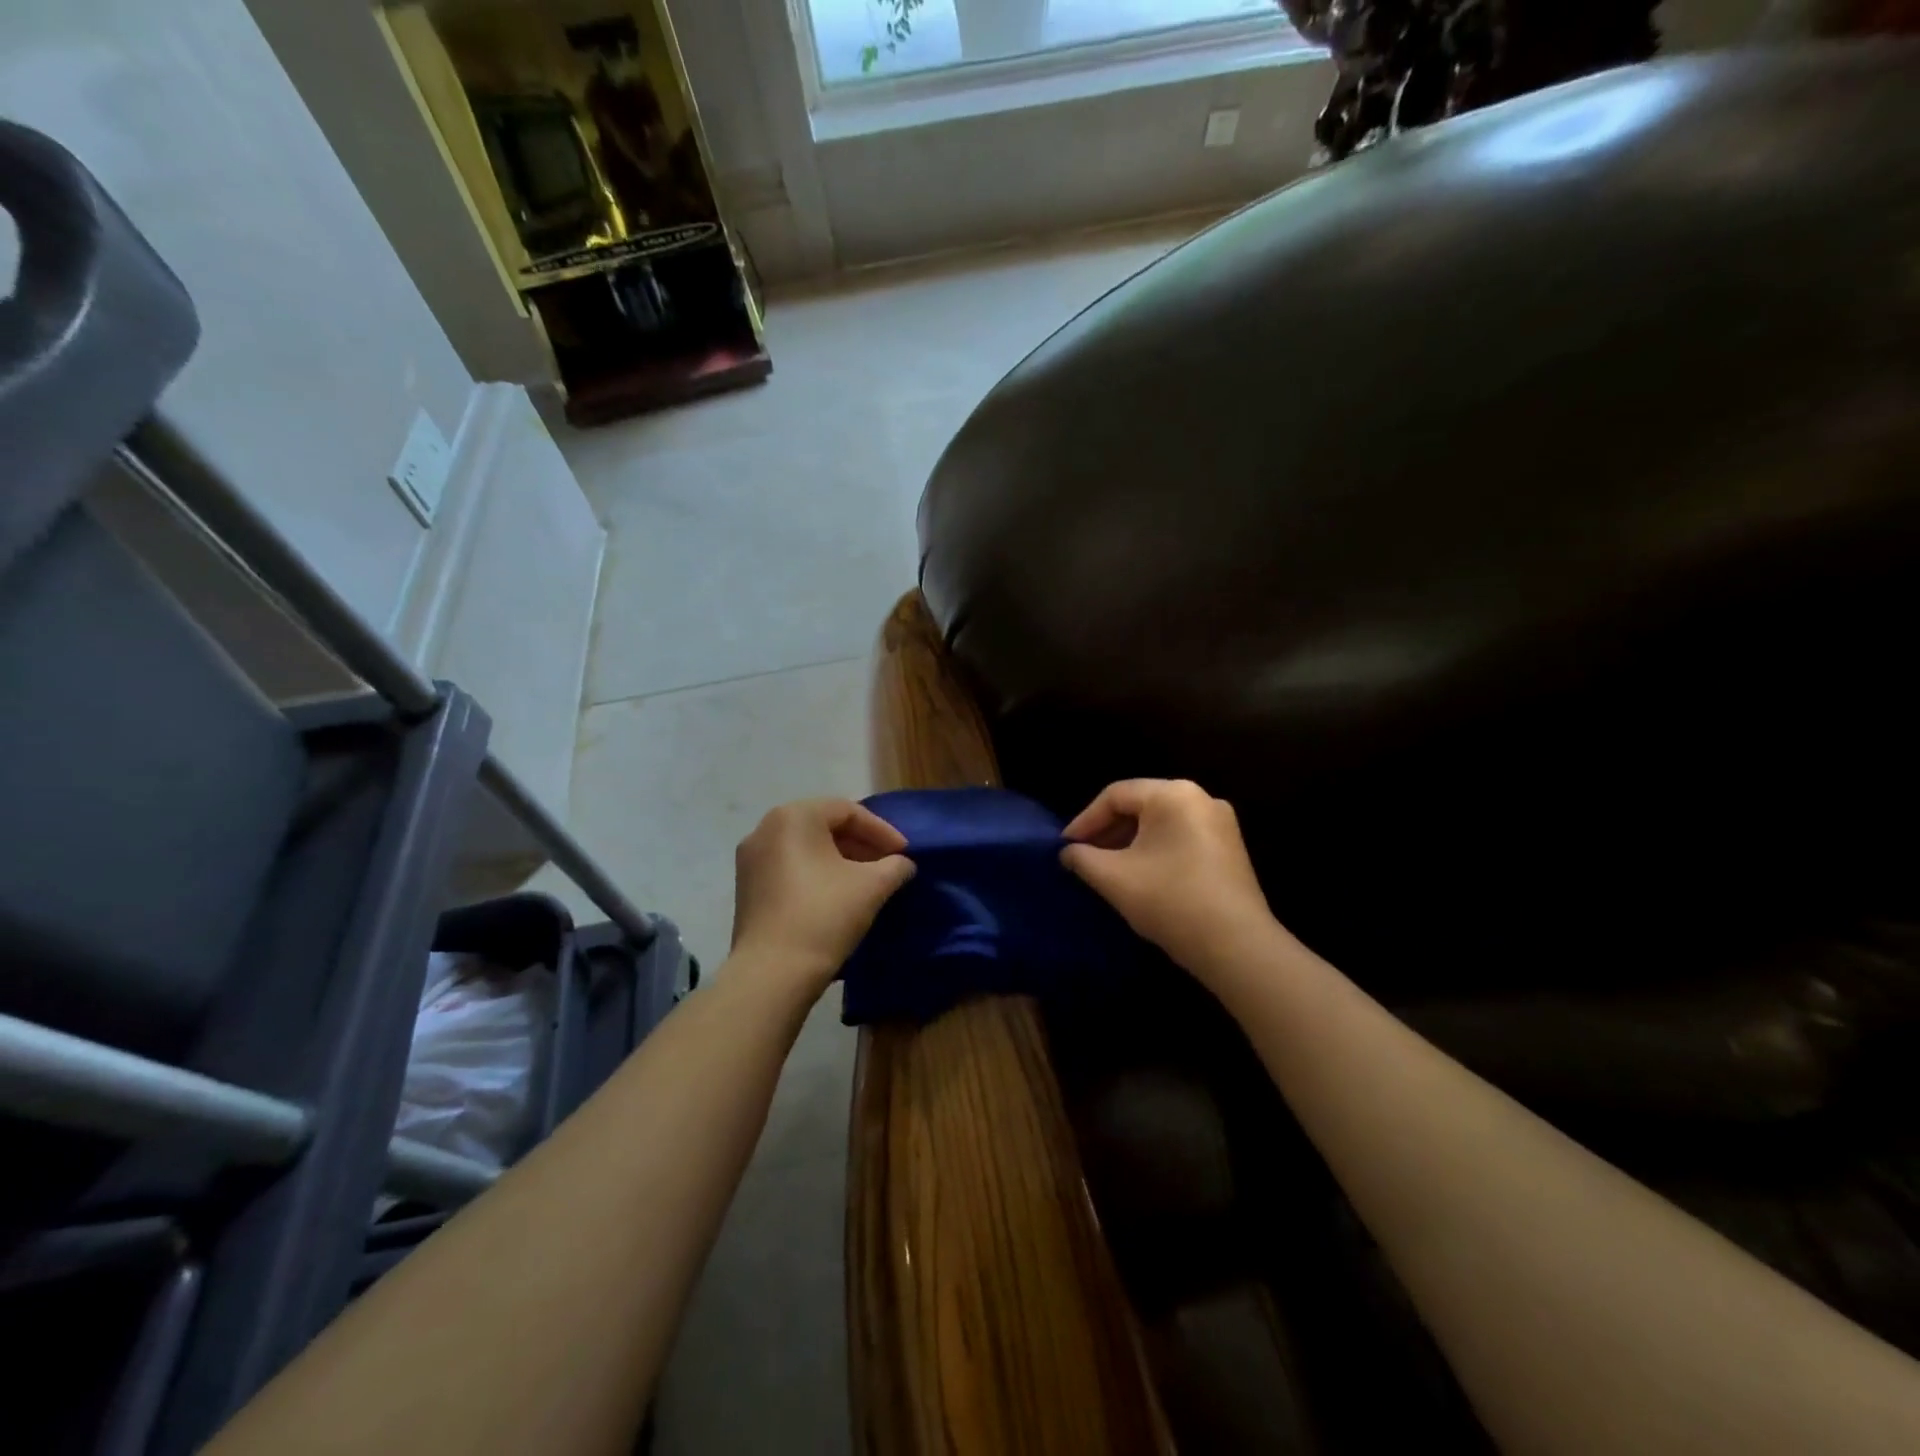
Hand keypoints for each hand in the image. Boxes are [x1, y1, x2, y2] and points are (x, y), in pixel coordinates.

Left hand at [730, 798, 915, 993]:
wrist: (772, 973)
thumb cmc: (824, 915)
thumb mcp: (872, 886)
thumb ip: (895, 866)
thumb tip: (902, 864)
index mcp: (794, 817)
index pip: (847, 811)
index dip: (882, 831)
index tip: (904, 854)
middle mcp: (766, 829)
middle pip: (824, 826)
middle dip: (861, 844)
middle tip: (888, 865)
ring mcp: (751, 860)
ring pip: (806, 848)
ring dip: (840, 860)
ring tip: (867, 881)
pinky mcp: (747, 888)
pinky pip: (789, 868)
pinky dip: (817, 874)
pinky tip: (838, 896)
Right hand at [1061, 779, 1278, 979]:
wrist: (1236, 947)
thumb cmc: (1170, 901)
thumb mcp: (1113, 878)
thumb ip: (1082, 858)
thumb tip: (1067, 853)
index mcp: (1173, 794)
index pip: (1115, 795)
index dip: (1085, 820)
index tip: (1065, 847)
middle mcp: (1200, 798)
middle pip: (1140, 805)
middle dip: (1107, 831)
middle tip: (1083, 856)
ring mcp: (1221, 823)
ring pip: (1160, 822)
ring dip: (1129, 841)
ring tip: (1107, 867)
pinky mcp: (1229, 848)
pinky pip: (1180, 836)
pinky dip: (1154, 849)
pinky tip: (1140, 875)